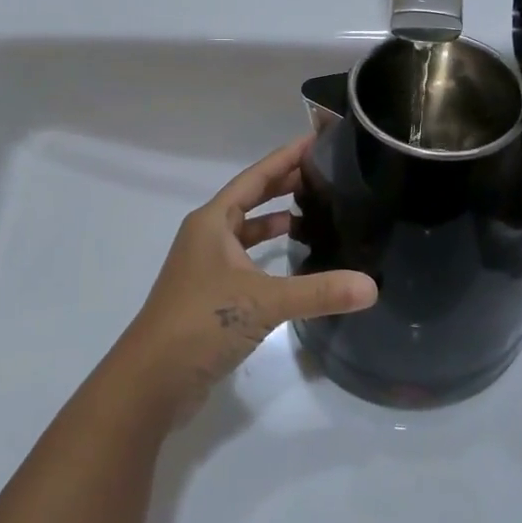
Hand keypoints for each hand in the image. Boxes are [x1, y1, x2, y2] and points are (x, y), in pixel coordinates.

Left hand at [115, 136, 375, 417]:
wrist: (151, 382)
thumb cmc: (200, 323)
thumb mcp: (263, 302)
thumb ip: (318, 291)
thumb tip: (371, 286)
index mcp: (213, 222)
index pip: (255, 177)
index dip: (286, 157)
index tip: (317, 140)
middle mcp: (208, 237)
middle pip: (251, 199)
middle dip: (286, 184)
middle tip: (328, 174)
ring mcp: (207, 267)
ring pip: (248, 231)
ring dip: (278, 220)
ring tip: (319, 213)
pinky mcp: (211, 295)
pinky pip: (248, 260)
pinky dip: (271, 254)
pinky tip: (295, 262)